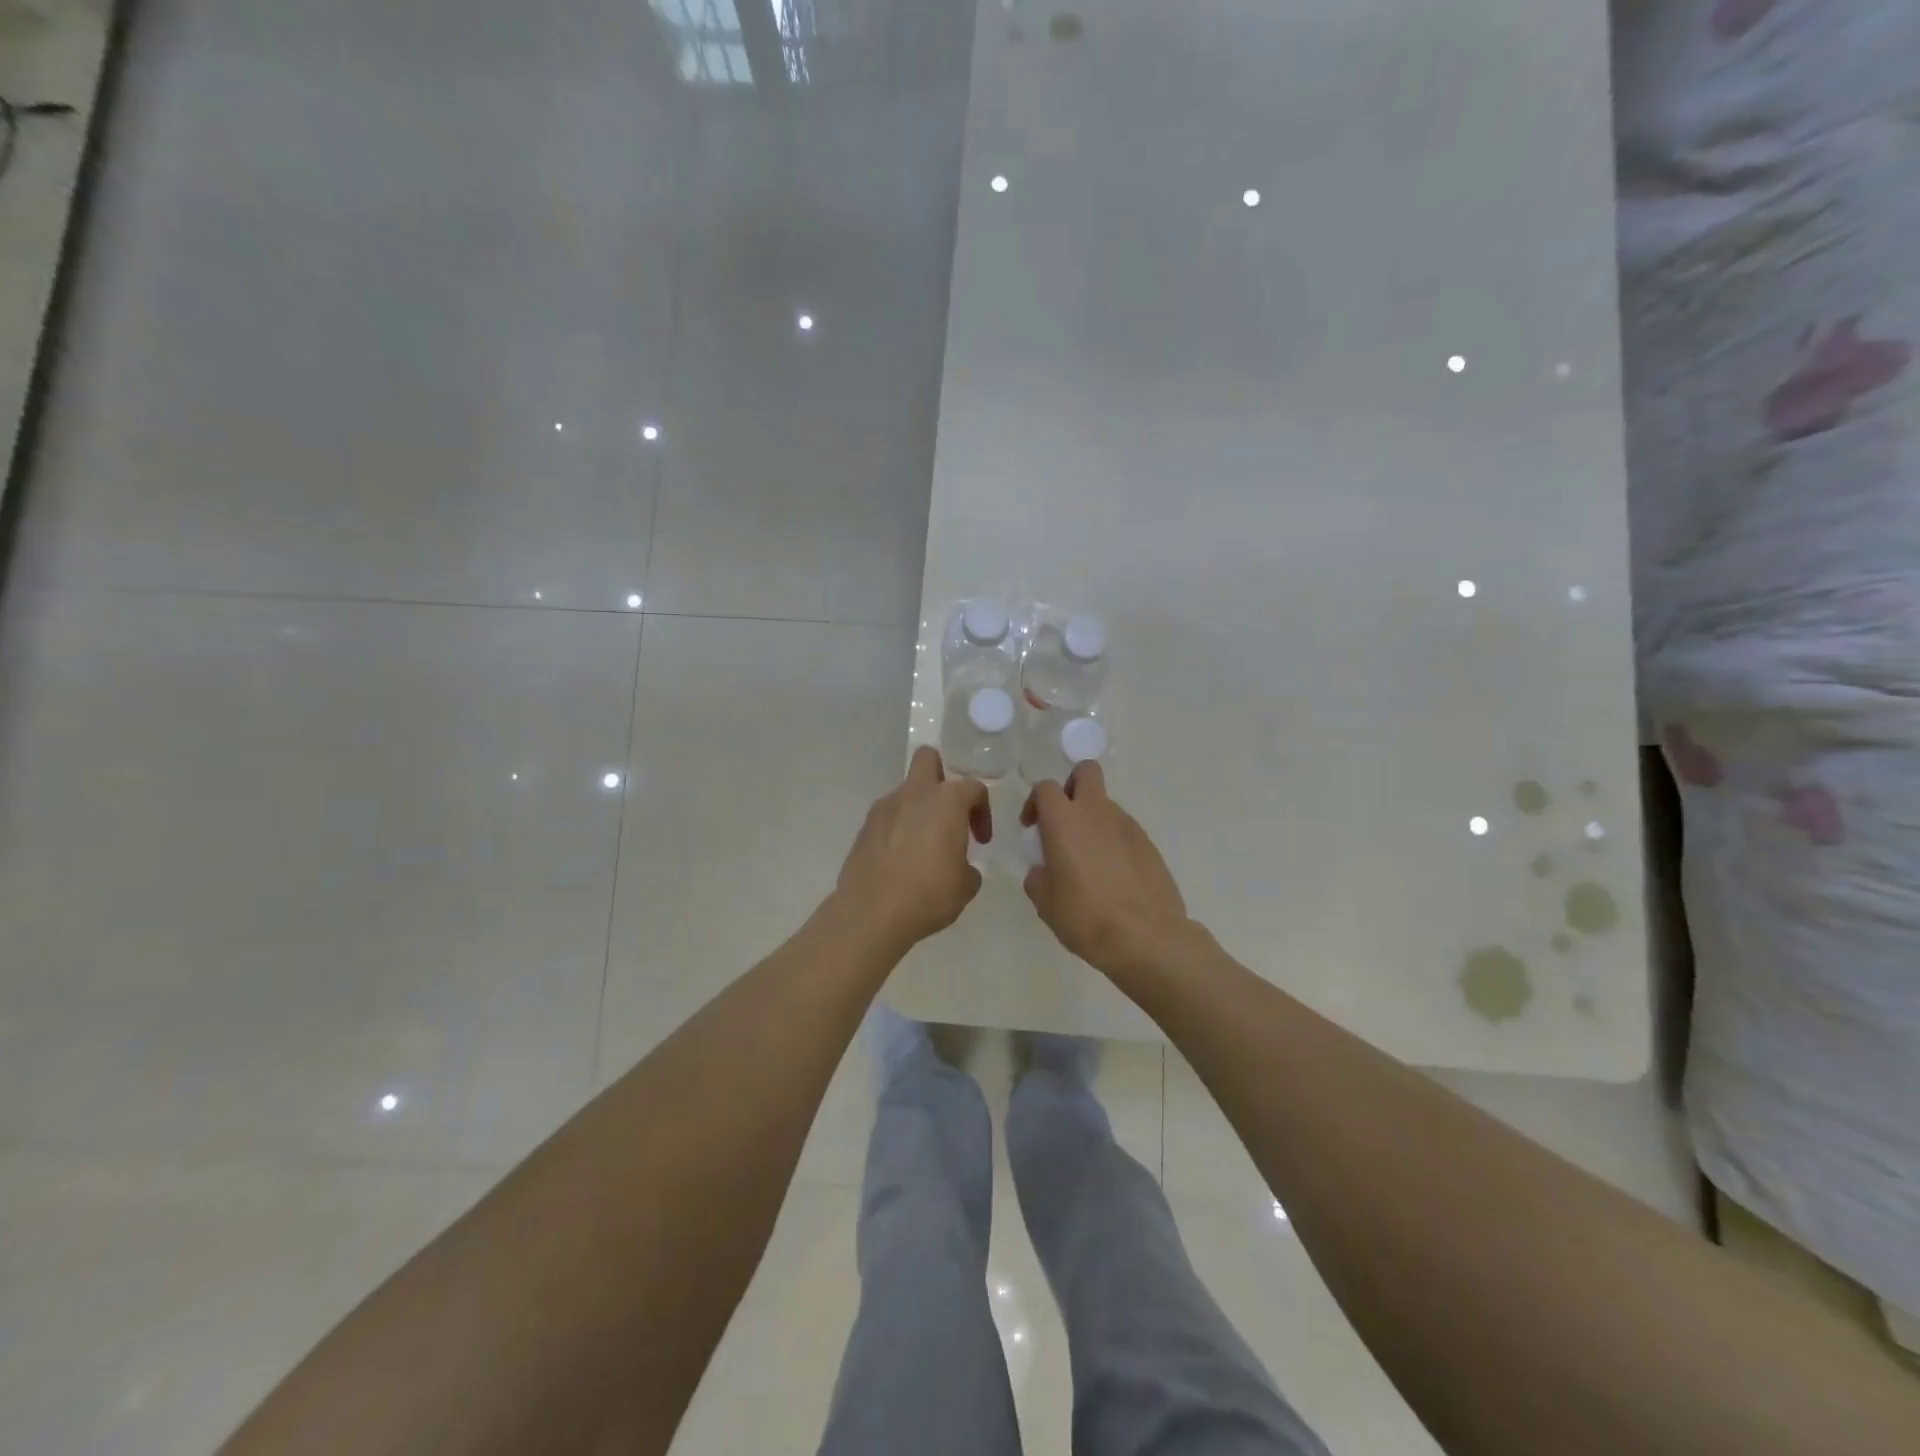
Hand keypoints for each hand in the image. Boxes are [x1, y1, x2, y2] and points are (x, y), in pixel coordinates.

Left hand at [837, 746, 991, 950]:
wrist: (871, 913)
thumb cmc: (929, 894)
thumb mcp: (966, 885)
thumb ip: (968, 866)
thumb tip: (959, 866)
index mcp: (946, 800)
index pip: (974, 788)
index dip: (983, 812)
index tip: (981, 841)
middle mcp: (914, 794)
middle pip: (928, 759)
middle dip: (941, 776)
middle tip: (949, 812)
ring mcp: (884, 808)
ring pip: (906, 791)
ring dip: (918, 808)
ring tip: (924, 846)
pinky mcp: (864, 828)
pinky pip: (888, 817)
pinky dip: (898, 828)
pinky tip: (901, 860)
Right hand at [1022, 762, 1191, 979]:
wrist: (1146, 937)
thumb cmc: (1085, 917)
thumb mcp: (1045, 903)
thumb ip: (1038, 877)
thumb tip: (1043, 870)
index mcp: (1064, 820)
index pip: (1045, 788)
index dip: (1035, 803)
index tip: (1032, 828)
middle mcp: (1096, 812)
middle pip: (1086, 772)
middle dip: (1072, 786)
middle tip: (1064, 819)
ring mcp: (1128, 825)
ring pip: (1106, 805)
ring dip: (1094, 820)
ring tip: (1090, 860)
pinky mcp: (1149, 844)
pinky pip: (1125, 831)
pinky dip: (1115, 842)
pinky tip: (1114, 876)